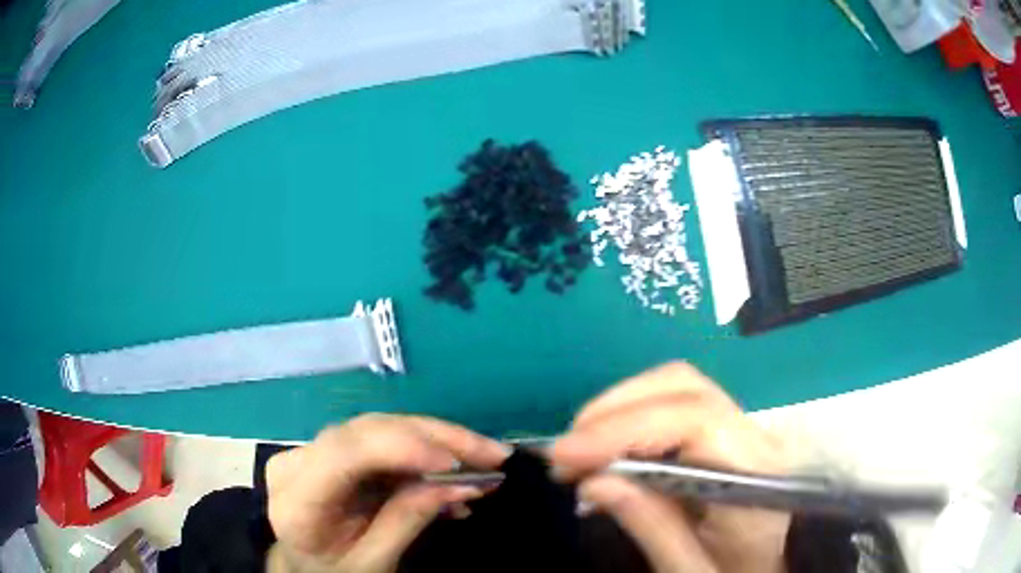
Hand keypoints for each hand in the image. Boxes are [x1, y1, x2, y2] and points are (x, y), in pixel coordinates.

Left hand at [264, 414, 508, 572]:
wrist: (305, 566)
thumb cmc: (335, 572)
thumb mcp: (373, 562)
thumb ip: (408, 520)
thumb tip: (460, 483)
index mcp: (298, 497)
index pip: (345, 453)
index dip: (403, 446)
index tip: (458, 462)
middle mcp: (299, 460)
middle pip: (369, 430)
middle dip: (436, 438)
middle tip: (494, 454)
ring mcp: (314, 450)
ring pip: (381, 428)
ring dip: (438, 442)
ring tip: (486, 461)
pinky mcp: (332, 450)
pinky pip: (383, 443)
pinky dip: (423, 456)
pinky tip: (456, 478)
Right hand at [551, 363, 791, 572]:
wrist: (771, 569)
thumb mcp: (691, 569)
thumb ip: (651, 526)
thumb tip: (594, 481)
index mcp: (756, 474)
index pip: (695, 420)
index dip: (624, 428)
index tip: (565, 455)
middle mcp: (756, 436)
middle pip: (684, 387)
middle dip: (614, 410)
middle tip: (565, 453)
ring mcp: (745, 427)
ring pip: (677, 387)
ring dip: (619, 409)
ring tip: (580, 452)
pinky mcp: (728, 430)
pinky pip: (676, 405)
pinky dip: (632, 417)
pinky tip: (607, 448)